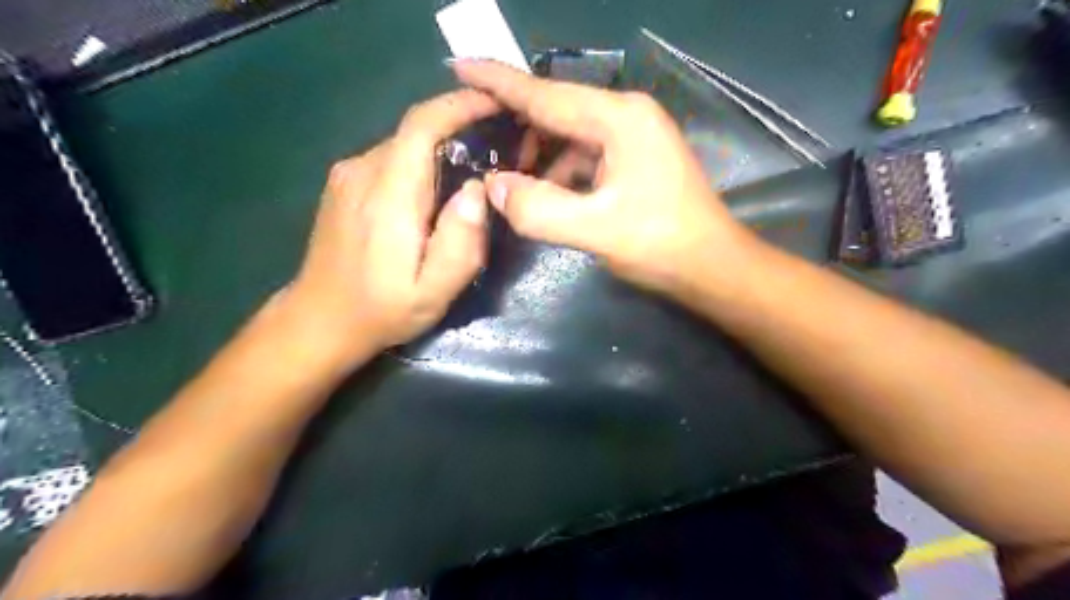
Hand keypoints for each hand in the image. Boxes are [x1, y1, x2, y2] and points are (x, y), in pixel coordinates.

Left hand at [284, 88, 502, 369]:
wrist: (319, 320)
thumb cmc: (382, 310)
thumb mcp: (434, 292)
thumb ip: (461, 243)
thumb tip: (477, 189)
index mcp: (387, 194)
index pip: (422, 125)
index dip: (460, 105)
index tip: (496, 103)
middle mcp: (362, 171)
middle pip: (416, 131)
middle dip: (460, 128)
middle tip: (499, 147)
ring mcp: (348, 175)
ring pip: (404, 145)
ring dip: (441, 147)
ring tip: (473, 171)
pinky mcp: (344, 184)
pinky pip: (391, 159)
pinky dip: (420, 162)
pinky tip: (436, 191)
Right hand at [456, 58, 754, 295]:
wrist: (712, 267)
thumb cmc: (660, 244)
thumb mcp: (596, 229)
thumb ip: (539, 208)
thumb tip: (493, 188)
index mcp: (619, 119)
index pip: (545, 94)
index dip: (498, 82)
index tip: (458, 67)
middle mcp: (627, 116)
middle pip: (557, 111)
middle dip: (517, 127)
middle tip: (478, 146)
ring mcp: (633, 138)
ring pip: (569, 136)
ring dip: (538, 156)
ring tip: (507, 181)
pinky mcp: (634, 161)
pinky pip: (585, 156)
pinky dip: (560, 172)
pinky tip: (544, 194)